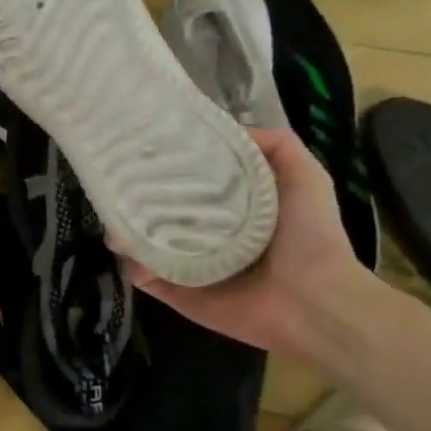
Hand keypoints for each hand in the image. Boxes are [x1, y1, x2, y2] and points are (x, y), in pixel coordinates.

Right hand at [122, 127, 369, 353]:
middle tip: (117, 180)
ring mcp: (185, 264)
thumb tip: (222, 128)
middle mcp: (202, 233)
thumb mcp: (304, 176)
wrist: (316, 302)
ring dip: (124, 228)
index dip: (167, 163)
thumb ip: (274, 146)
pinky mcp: (176, 292)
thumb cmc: (311, 237)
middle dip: (135, 195)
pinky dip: (130, 263)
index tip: (144, 146)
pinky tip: (125, 245)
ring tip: (114, 213)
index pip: (187, 180)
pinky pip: (142, 275)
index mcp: (227, 207)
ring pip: (141, 241)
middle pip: (157, 209)